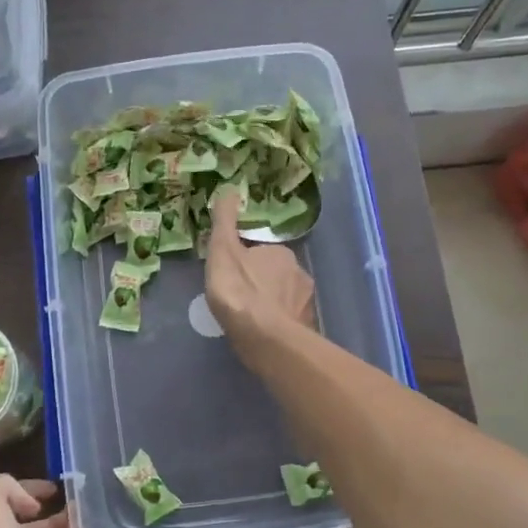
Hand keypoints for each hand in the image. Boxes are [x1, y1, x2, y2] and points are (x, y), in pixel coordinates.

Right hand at [206, 187, 316, 365]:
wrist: (265, 338)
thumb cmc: (240, 291)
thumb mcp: (223, 250)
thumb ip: (224, 221)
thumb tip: (229, 188)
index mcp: (281, 253)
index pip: (263, 252)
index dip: (247, 261)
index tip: (233, 273)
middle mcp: (299, 274)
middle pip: (276, 274)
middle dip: (261, 282)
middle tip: (239, 296)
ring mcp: (305, 303)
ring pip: (284, 298)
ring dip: (270, 304)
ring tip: (249, 318)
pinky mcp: (304, 329)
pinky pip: (288, 321)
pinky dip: (277, 324)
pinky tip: (262, 334)